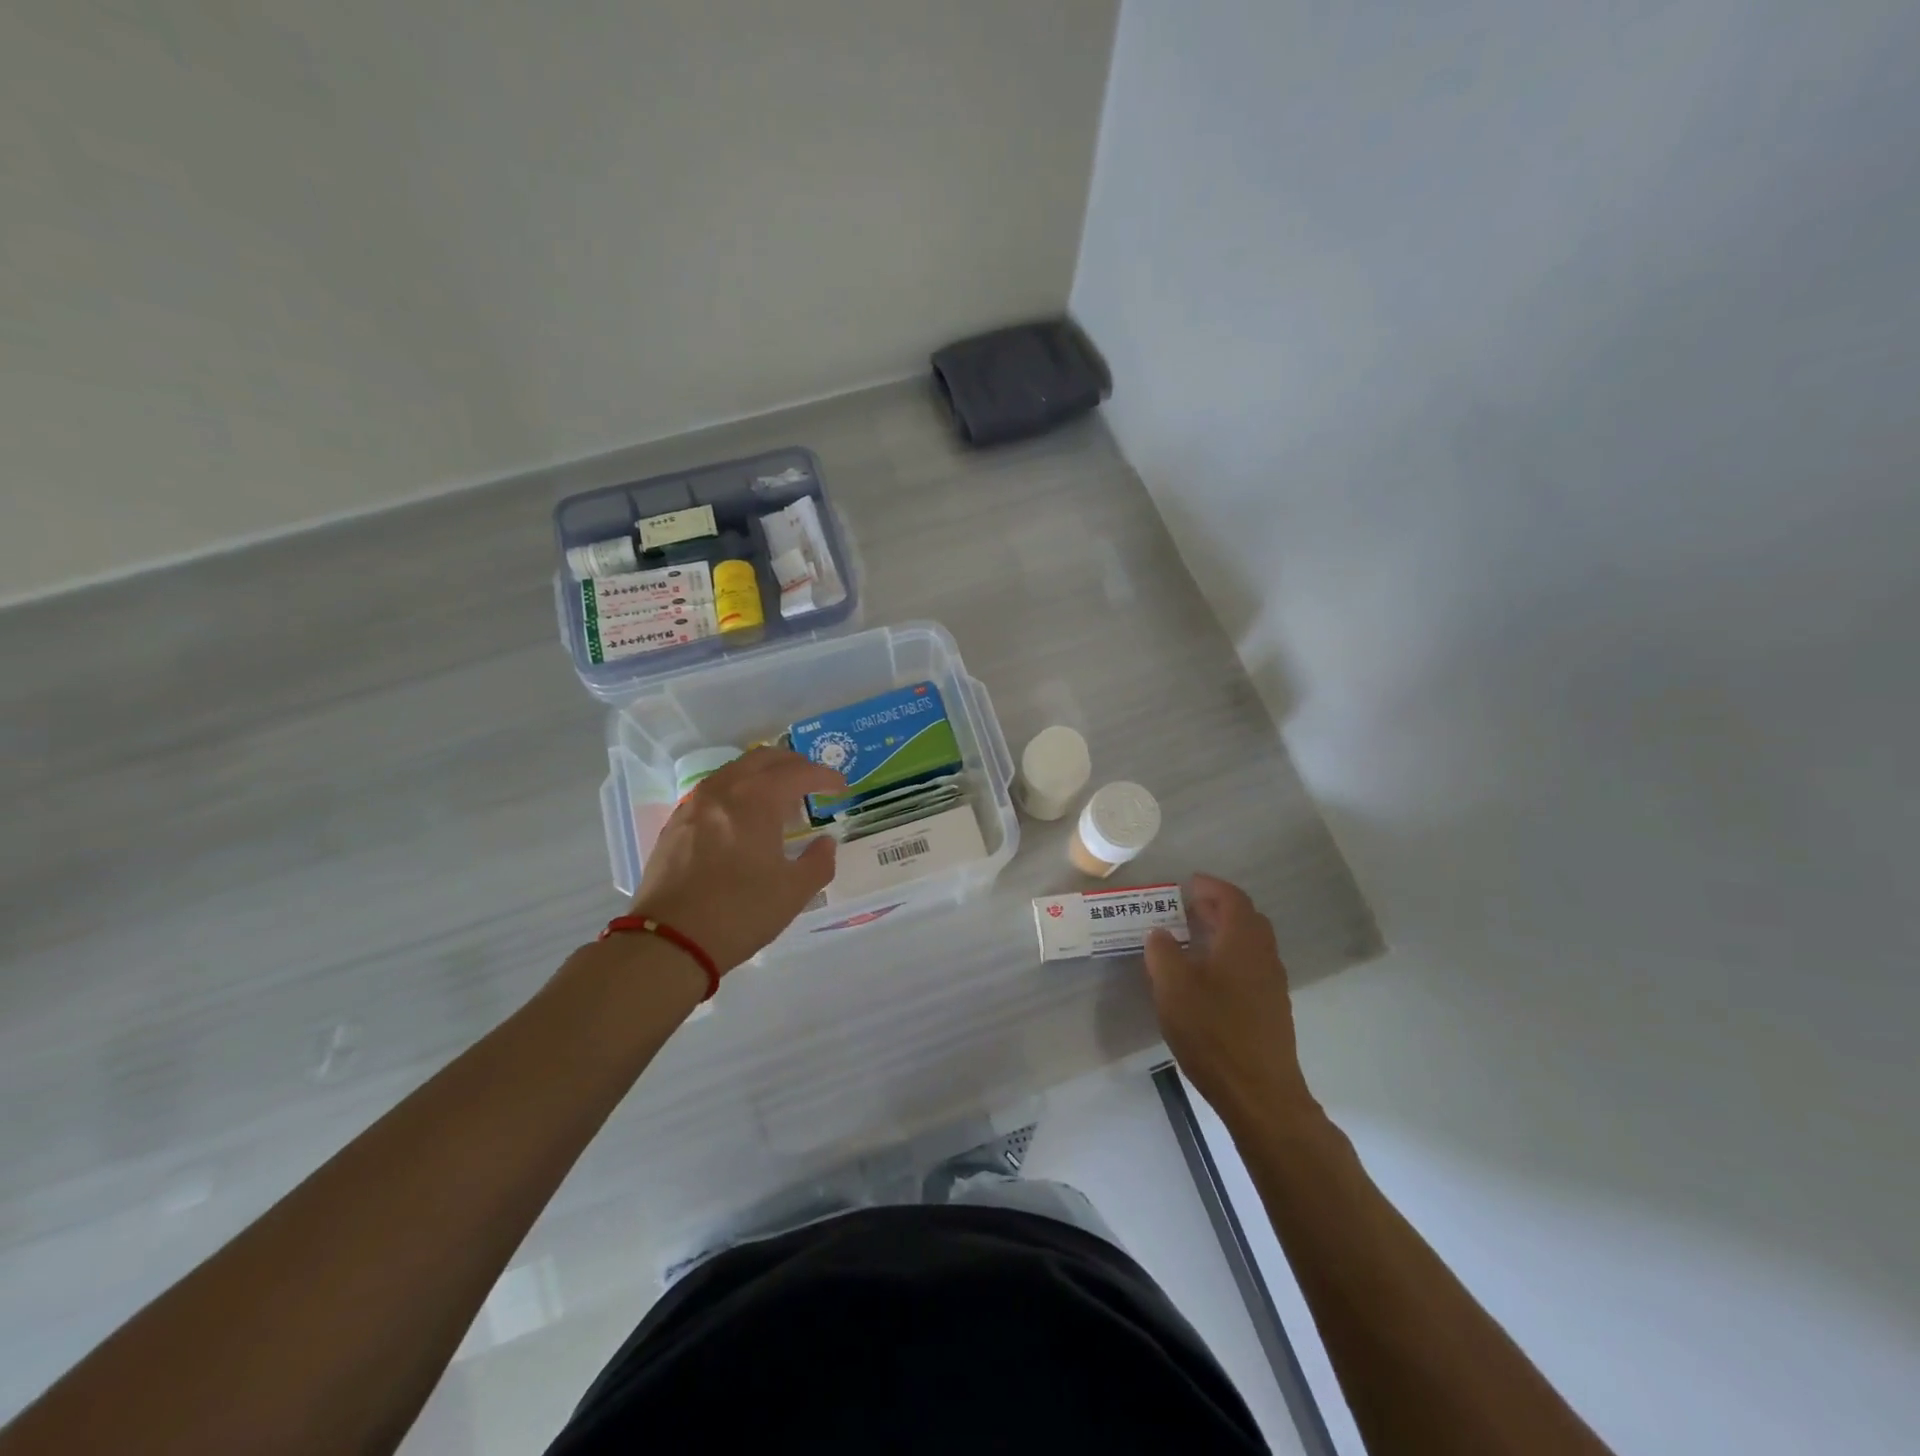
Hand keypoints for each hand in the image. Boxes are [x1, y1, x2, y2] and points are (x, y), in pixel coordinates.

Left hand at [629, 747, 843, 973]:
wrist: (669, 941)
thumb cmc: (739, 912)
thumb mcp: (793, 892)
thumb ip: (818, 862)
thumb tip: (825, 843)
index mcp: (757, 800)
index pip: (798, 773)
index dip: (824, 777)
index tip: (840, 787)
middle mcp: (724, 790)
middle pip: (763, 758)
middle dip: (793, 764)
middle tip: (812, 782)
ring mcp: (695, 804)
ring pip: (735, 770)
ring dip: (763, 775)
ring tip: (779, 798)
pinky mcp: (676, 822)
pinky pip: (714, 790)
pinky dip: (737, 791)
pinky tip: (742, 817)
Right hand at [1145, 873, 1321, 1131]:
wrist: (1259, 1093)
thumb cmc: (1213, 1031)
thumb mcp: (1173, 987)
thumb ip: (1162, 953)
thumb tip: (1160, 933)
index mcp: (1242, 941)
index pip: (1232, 898)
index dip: (1211, 886)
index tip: (1188, 883)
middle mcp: (1264, 956)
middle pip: (1246, 919)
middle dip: (1218, 908)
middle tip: (1188, 908)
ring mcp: (1272, 985)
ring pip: (1250, 945)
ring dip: (1225, 934)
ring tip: (1193, 941)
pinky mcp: (1272, 1010)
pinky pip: (1251, 967)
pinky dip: (1230, 958)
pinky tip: (1207, 978)